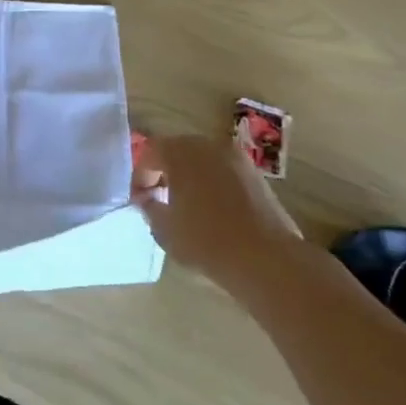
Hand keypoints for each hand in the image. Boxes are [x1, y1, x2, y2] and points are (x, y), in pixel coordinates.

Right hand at [136, 134, 301, 274]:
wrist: (266, 259)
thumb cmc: (206, 240)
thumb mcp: (164, 229)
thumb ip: (149, 207)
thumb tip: (148, 199)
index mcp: (181, 152)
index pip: (150, 152)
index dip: (140, 176)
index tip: (139, 201)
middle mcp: (208, 146)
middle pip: (178, 150)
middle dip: (165, 172)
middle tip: (159, 198)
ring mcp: (236, 158)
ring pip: (203, 160)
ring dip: (190, 176)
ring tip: (187, 206)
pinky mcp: (256, 175)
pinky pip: (224, 171)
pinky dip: (213, 183)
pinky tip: (213, 211)